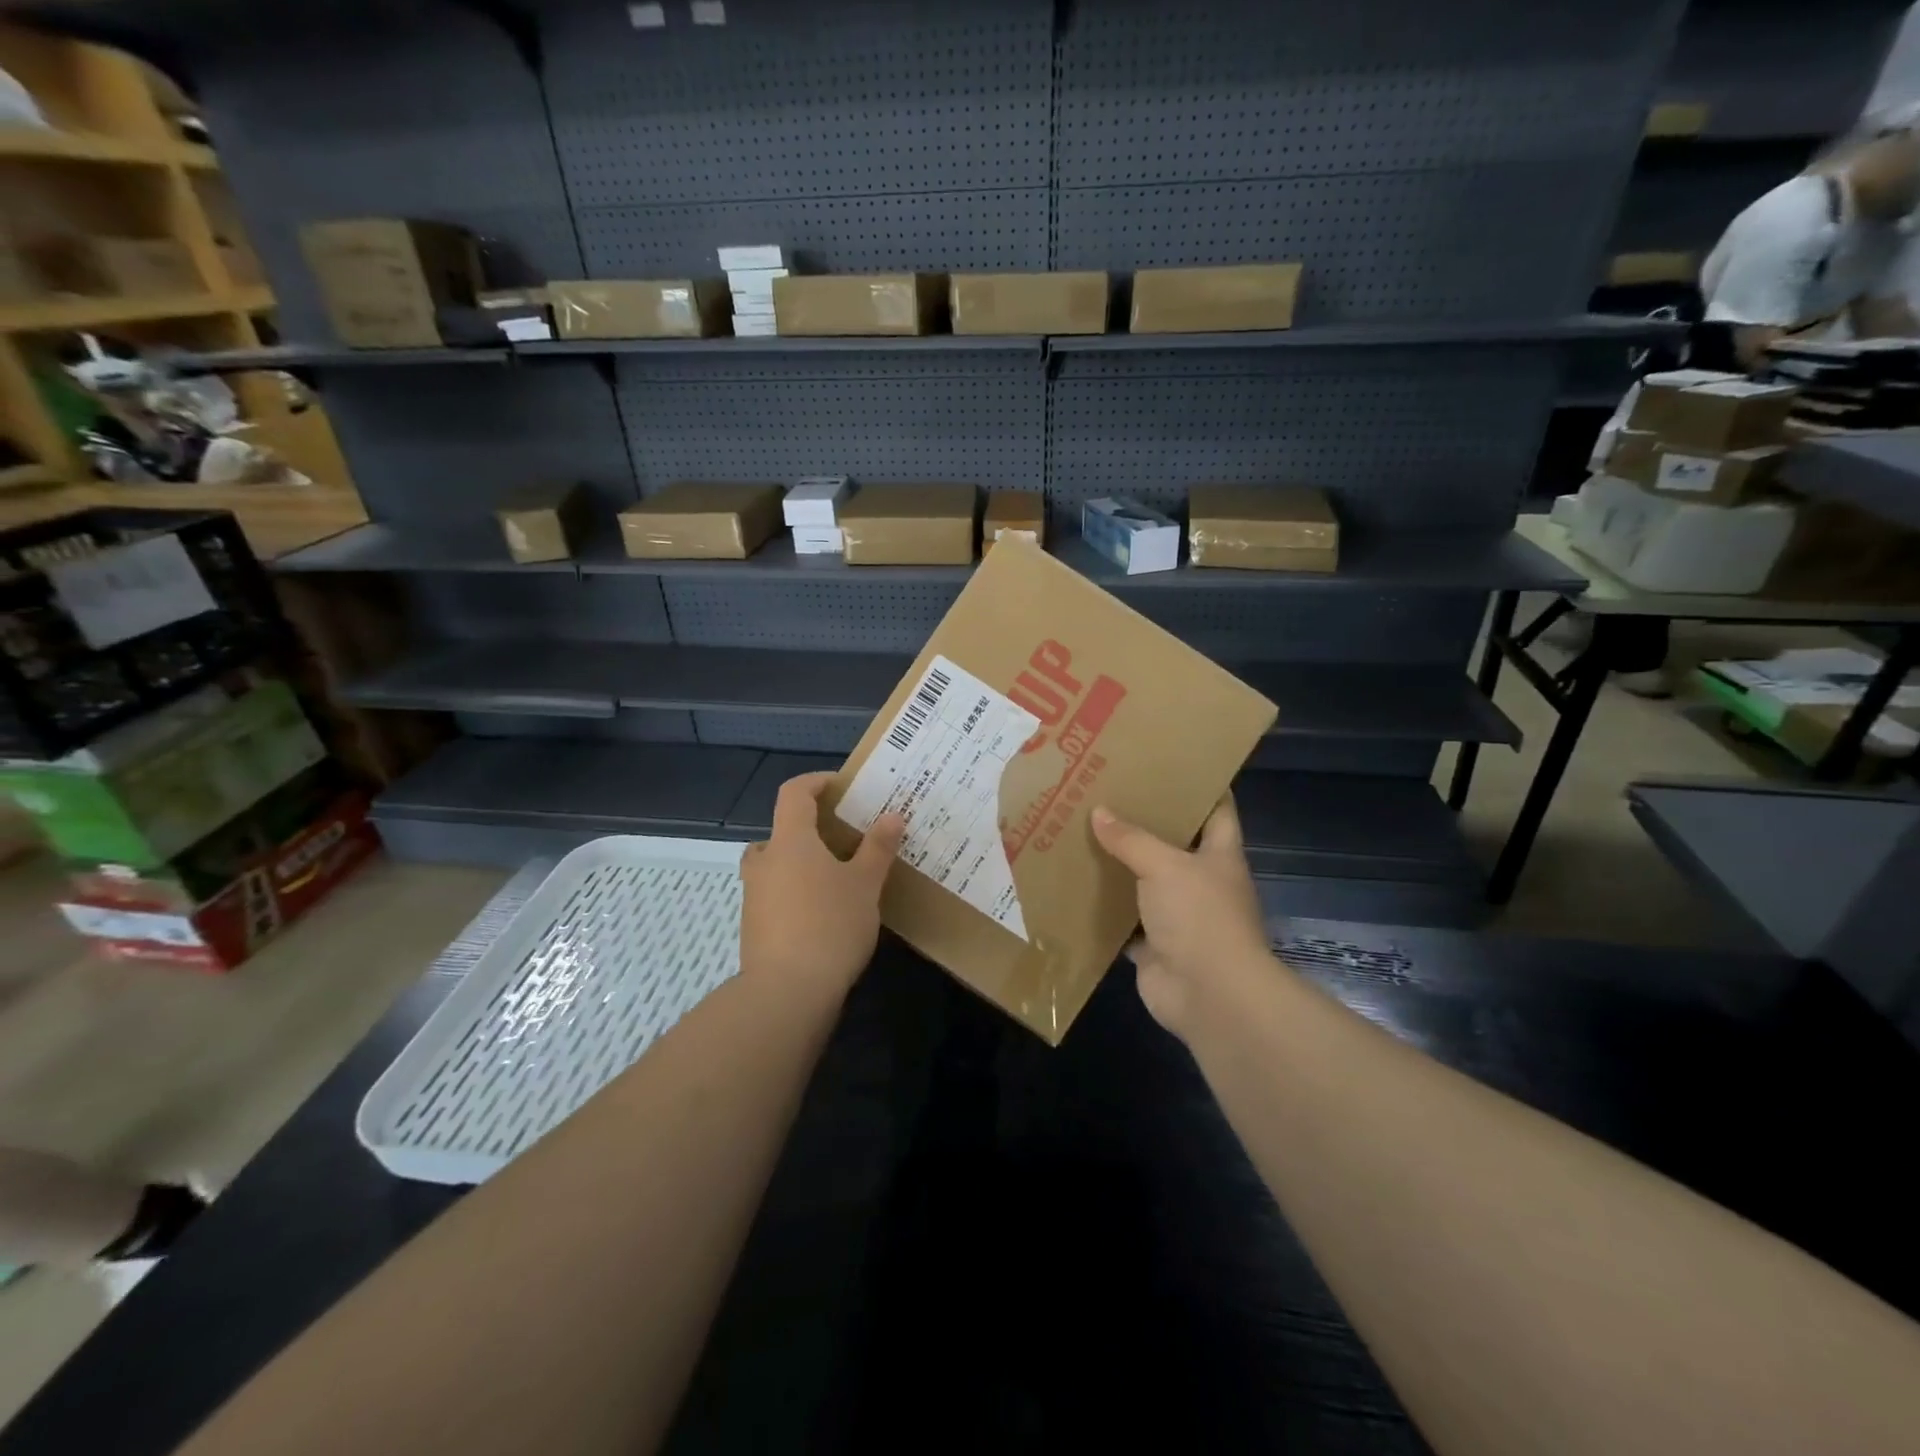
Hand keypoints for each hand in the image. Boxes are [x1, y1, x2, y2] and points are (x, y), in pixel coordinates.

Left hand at [739, 772, 904, 995]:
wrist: (787, 992)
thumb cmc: (830, 925)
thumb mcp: (864, 884)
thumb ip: (877, 847)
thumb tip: (892, 815)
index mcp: (790, 841)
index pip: (794, 793)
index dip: (815, 782)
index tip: (841, 785)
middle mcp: (765, 862)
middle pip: (781, 830)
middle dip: (808, 829)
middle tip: (841, 839)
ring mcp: (754, 896)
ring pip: (775, 865)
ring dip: (800, 863)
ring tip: (835, 878)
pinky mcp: (753, 927)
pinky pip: (775, 894)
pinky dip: (795, 892)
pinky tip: (823, 914)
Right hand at [1090, 797, 1271, 1037]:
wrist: (1210, 995)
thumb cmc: (1200, 917)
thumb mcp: (1165, 866)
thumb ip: (1132, 839)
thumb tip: (1099, 812)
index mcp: (1219, 855)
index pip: (1218, 809)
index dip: (1200, 785)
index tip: (1168, 764)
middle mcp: (1201, 882)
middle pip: (1173, 844)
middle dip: (1144, 824)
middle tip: (1106, 795)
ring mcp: (1178, 916)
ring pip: (1144, 883)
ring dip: (1120, 866)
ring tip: (1082, 834)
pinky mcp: (1154, 945)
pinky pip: (1124, 920)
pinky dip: (1104, 909)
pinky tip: (1075, 887)